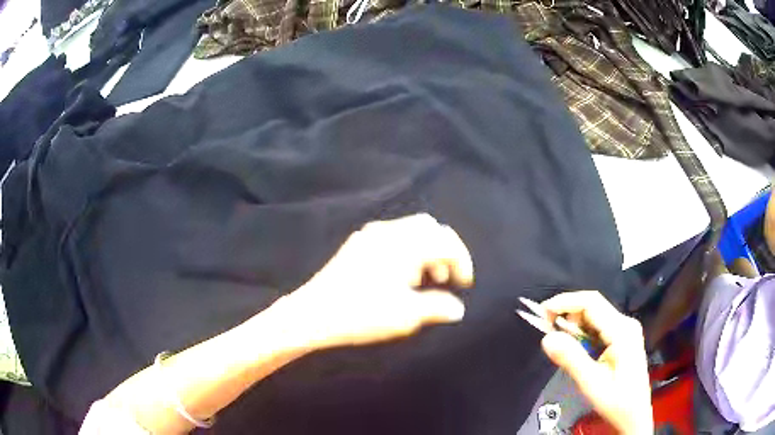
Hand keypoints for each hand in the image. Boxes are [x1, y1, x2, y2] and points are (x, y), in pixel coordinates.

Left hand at [281, 213, 473, 348]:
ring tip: (426, 279)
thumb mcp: (406, 315)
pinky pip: (393, 236)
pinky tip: (400, 275)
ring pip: (411, 230)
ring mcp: (370, 234)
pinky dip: (408, 249)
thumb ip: (438, 307)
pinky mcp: (358, 243)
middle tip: (446, 278)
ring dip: (426, 249)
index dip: (462, 261)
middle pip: (430, 227)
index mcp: (405, 244)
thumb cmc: (362, 314)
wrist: (313, 313)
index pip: (446, 241)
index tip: (464, 284)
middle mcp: (389, 231)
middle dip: (445, 250)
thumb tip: (457, 308)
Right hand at [539, 291, 652, 434]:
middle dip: (568, 314)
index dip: (565, 302)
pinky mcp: (623, 337)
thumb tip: (546, 337)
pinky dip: (582, 334)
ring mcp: (626, 329)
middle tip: (547, 331)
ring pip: (594, 316)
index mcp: (622, 330)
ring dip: (574, 325)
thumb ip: (571, 358)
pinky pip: (598, 327)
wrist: (634, 415)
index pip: (591, 302)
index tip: (541, 313)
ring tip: (561, 345)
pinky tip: (576, 349)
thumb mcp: (591, 383)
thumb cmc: (616, 401)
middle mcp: (625, 323)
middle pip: (593, 306)